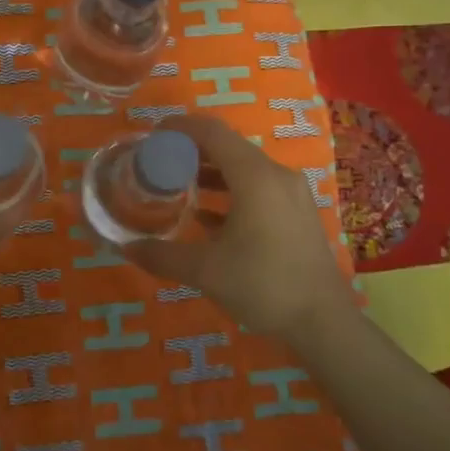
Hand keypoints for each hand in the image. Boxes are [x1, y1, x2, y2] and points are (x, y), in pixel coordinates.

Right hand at [124, 114, 353, 342]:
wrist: (324, 322)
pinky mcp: (298, 214)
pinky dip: (231, 192)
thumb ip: (162, 255)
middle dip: (192, 151)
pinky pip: (259, 188)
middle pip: (229, 147)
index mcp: (255, 177)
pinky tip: (207, 217)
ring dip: (211, 173)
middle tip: (159, 162)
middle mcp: (276, 175)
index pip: (213, 133)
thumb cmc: (264, 285)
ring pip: (244, 169)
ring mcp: (292, 194)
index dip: (181, 128)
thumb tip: (125, 248)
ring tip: (178, 186)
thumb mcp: (205, 271)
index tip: (154, 134)